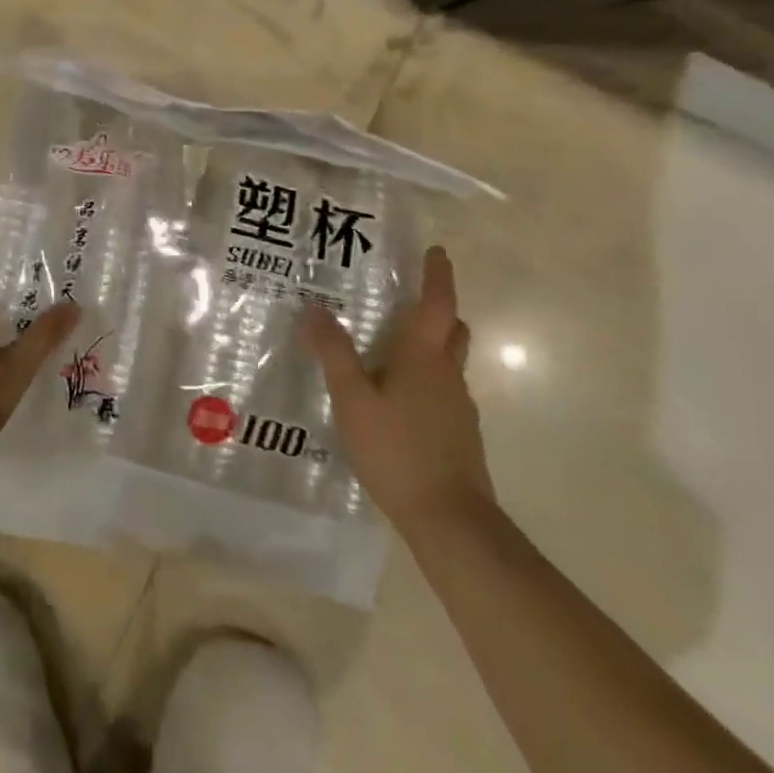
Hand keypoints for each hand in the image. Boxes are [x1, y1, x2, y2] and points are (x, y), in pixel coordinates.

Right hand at [299, 245, 493, 535]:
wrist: (450, 520)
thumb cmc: (398, 450)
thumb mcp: (352, 399)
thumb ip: (334, 353)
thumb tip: (315, 308)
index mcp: (424, 358)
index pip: (437, 305)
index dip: (438, 276)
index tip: (437, 251)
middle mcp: (448, 375)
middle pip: (452, 330)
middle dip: (438, 309)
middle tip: (408, 297)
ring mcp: (458, 408)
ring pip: (448, 362)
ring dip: (430, 344)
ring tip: (392, 345)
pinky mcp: (458, 434)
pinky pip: (442, 390)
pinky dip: (425, 377)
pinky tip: (396, 396)